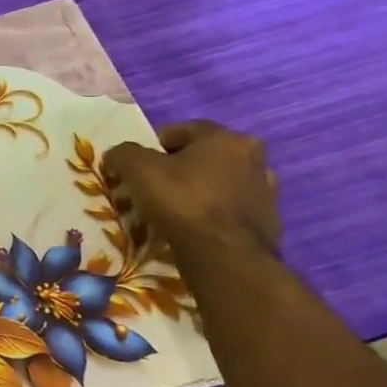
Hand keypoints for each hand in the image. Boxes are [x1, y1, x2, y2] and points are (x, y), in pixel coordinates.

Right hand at [102, 120, 281, 262]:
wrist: (225, 256)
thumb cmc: (182, 201)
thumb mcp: (138, 168)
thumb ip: (124, 153)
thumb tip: (118, 155)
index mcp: (227, 138)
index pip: (183, 130)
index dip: (153, 144)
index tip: (136, 164)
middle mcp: (254, 159)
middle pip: (204, 156)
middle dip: (179, 167)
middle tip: (153, 185)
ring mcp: (266, 193)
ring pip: (219, 183)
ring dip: (198, 190)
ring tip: (172, 209)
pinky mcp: (268, 223)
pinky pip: (229, 210)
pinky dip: (212, 214)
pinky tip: (193, 228)